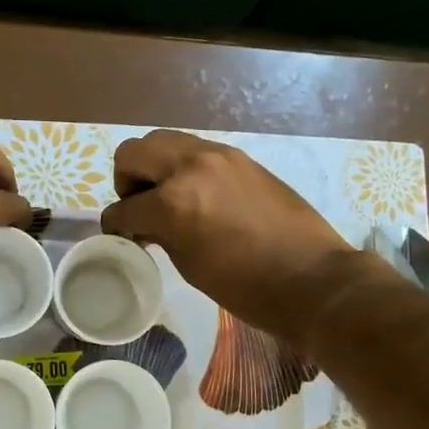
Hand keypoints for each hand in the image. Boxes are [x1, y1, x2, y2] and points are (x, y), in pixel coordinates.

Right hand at [100, 130, 357, 348]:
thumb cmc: (247, 287)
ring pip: (165, 141)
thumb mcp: (188, 264)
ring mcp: (219, 156)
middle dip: (128, 180)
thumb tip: (144, 223)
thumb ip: (159, 233)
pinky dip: (184, 168)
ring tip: (169, 200)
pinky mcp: (240, 158)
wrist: (312, 279)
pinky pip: (196, 151)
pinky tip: (198, 198)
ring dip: (156, 168)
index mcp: (174, 202)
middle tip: (141, 207)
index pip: (124, 207)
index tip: (121, 236)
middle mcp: (191, 166)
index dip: (116, 225)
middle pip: (135, 151)